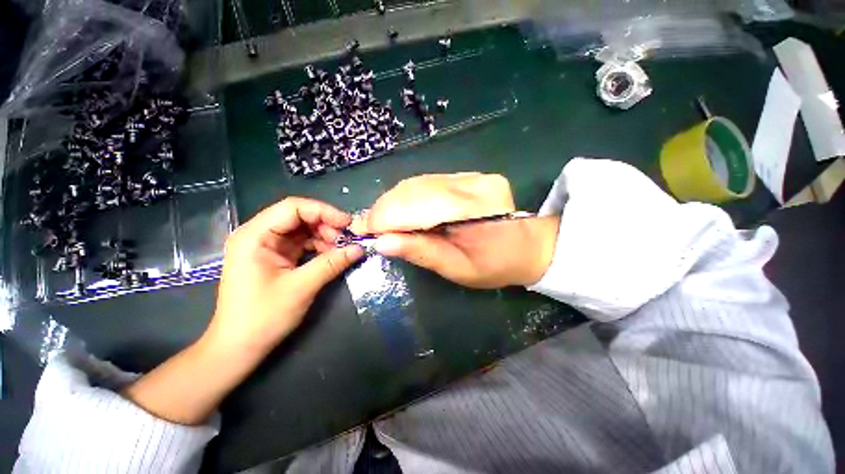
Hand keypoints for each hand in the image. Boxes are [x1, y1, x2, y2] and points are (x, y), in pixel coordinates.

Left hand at [206, 197, 364, 354]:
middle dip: (326, 225)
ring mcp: (267, 247)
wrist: (239, 347)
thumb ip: (332, 263)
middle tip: (347, 240)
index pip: (293, 208)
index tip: (348, 223)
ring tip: (342, 249)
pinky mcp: (276, 258)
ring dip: (325, 237)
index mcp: (255, 235)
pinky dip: (319, 247)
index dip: (323, 211)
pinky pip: (302, 244)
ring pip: (303, 230)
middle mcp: (259, 235)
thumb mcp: (301, 287)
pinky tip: (332, 255)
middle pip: (299, 217)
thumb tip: (359, 249)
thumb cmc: (262, 317)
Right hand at [351, 173, 558, 288]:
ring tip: (380, 220)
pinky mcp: (467, 175)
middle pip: (415, 190)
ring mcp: (471, 175)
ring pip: (417, 183)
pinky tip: (399, 211)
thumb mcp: (458, 269)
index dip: (387, 217)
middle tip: (366, 226)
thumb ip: (422, 252)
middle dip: (385, 209)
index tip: (362, 230)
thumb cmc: (495, 265)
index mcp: (476, 209)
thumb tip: (382, 243)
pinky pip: (427, 182)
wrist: (525, 246)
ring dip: (393, 202)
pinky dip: (407, 197)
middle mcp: (473, 183)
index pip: (420, 205)